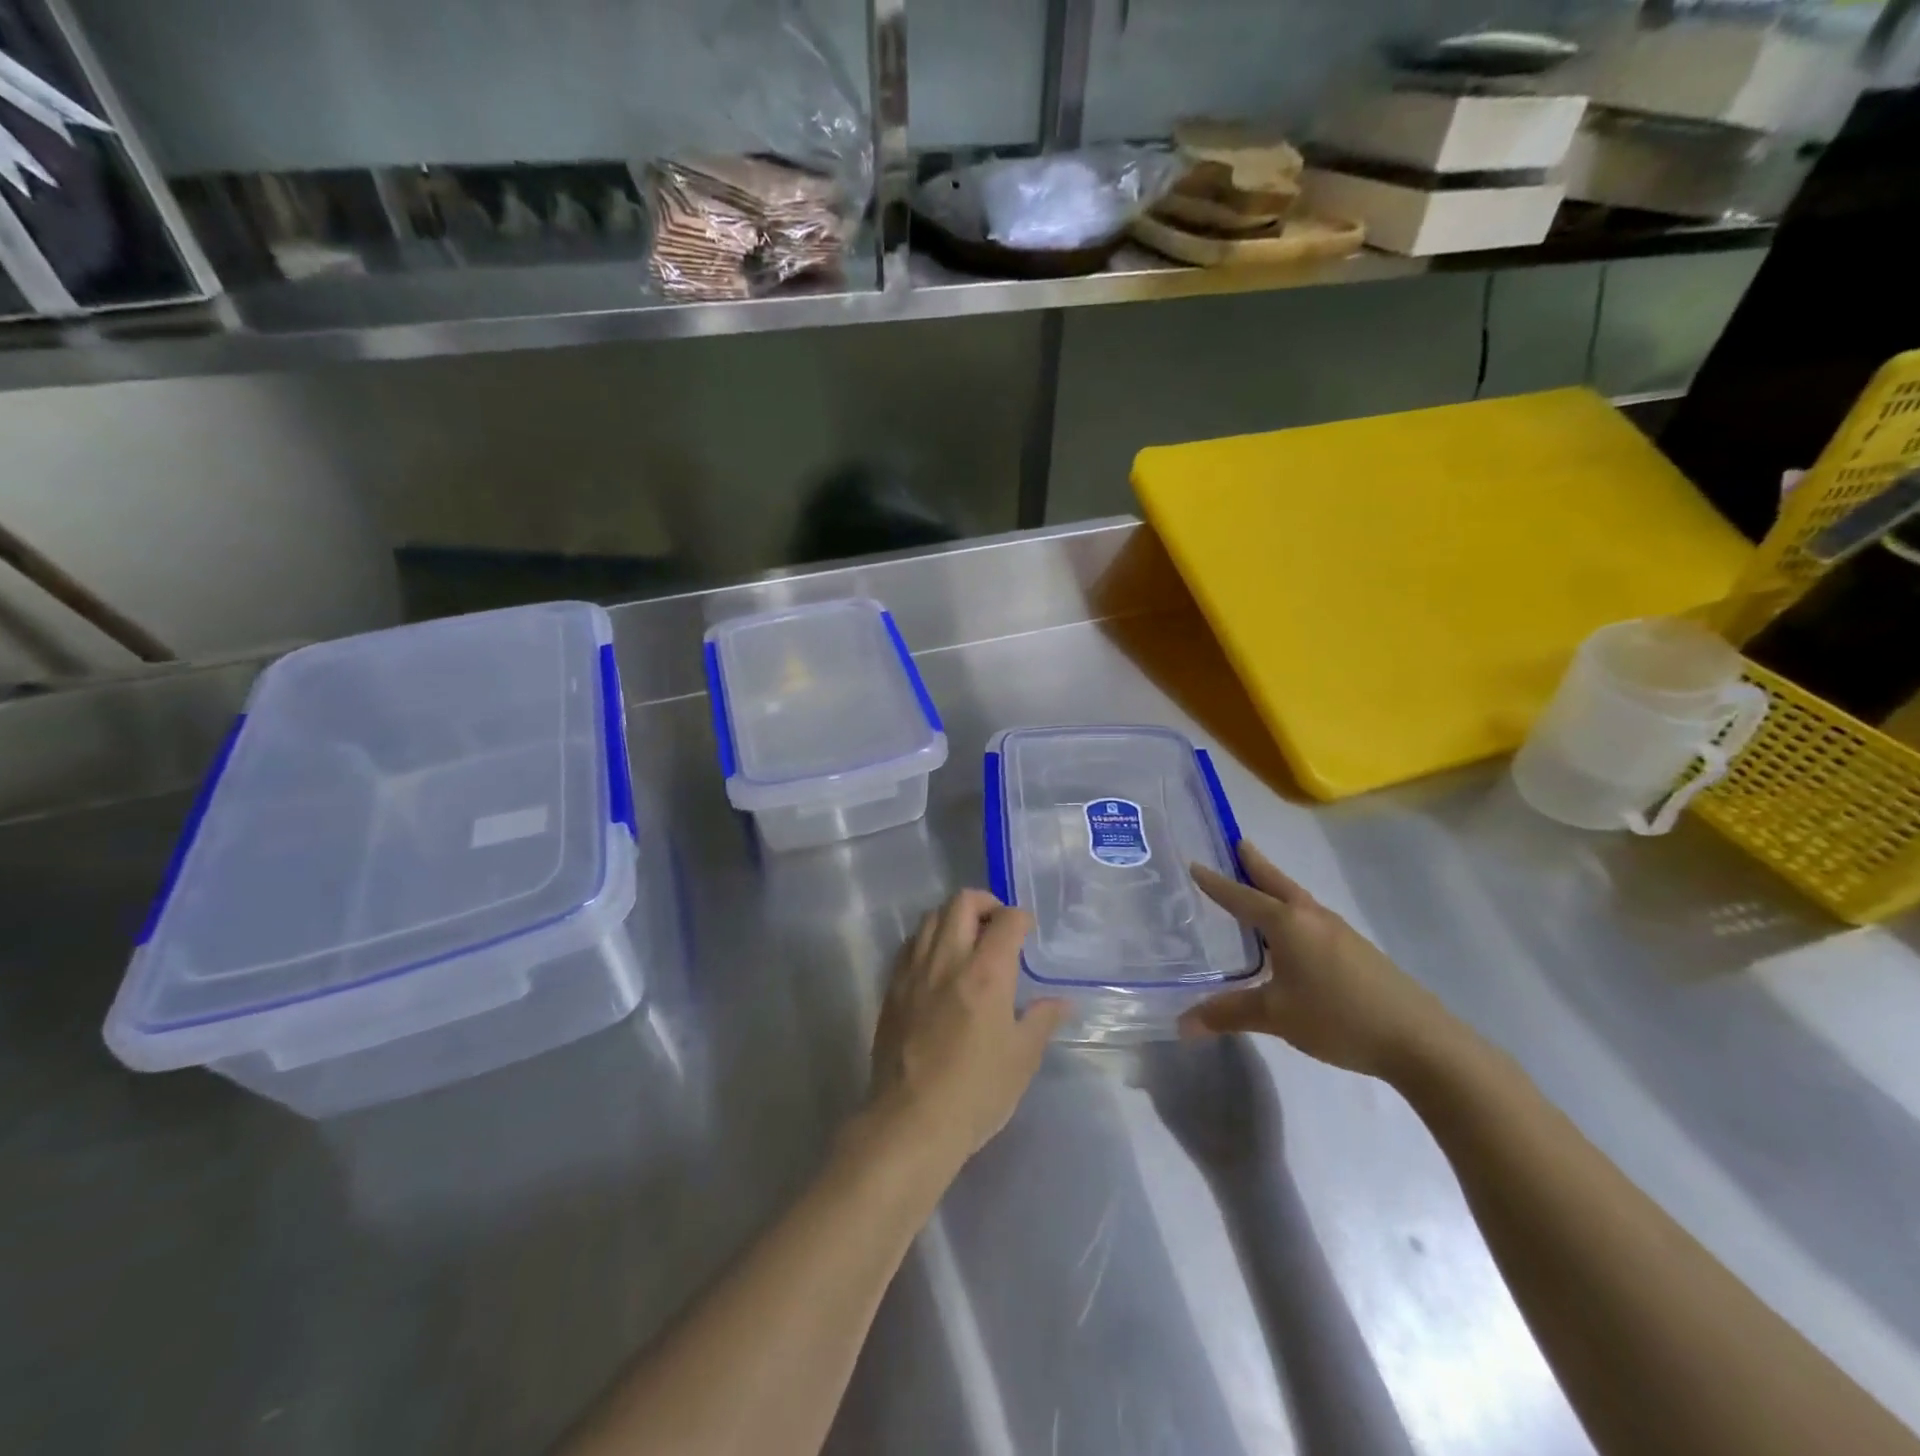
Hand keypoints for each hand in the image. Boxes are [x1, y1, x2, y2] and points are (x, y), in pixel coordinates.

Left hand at [868, 890, 1066, 1168]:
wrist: (911, 1122)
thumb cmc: (976, 1092)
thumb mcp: (1022, 1058)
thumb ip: (1042, 1020)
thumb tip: (1061, 1002)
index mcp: (986, 973)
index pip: (1007, 920)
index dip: (1022, 918)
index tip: (1028, 933)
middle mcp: (948, 959)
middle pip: (961, 902)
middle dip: (985, 903)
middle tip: (998, 926)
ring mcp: (914, 970)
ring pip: (931, 916)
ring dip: (953, 917)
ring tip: (968, 941)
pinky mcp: (892, 987)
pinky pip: (911, 944)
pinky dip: (929, 939)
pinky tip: (939, 964)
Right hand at [1181, 842, 1459, 1082]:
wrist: (1420, 1040)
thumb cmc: (1338, 1017)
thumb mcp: (1276, 1016)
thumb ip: (1229, 1013)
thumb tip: (1183, 1023)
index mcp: (1287, 924)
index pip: (1242, 897)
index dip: (1217, 884)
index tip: (1195, 865)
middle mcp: (1312, 917)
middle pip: (1277, 883)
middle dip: (1255, 865)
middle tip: (1237, 844)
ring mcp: (1339, 932)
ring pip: (1298, 899)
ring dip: (1276, 887)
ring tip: (1260, 885)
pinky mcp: (1358, 950)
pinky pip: (1313, 919)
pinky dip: (1294, 912)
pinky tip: (1295, 934)